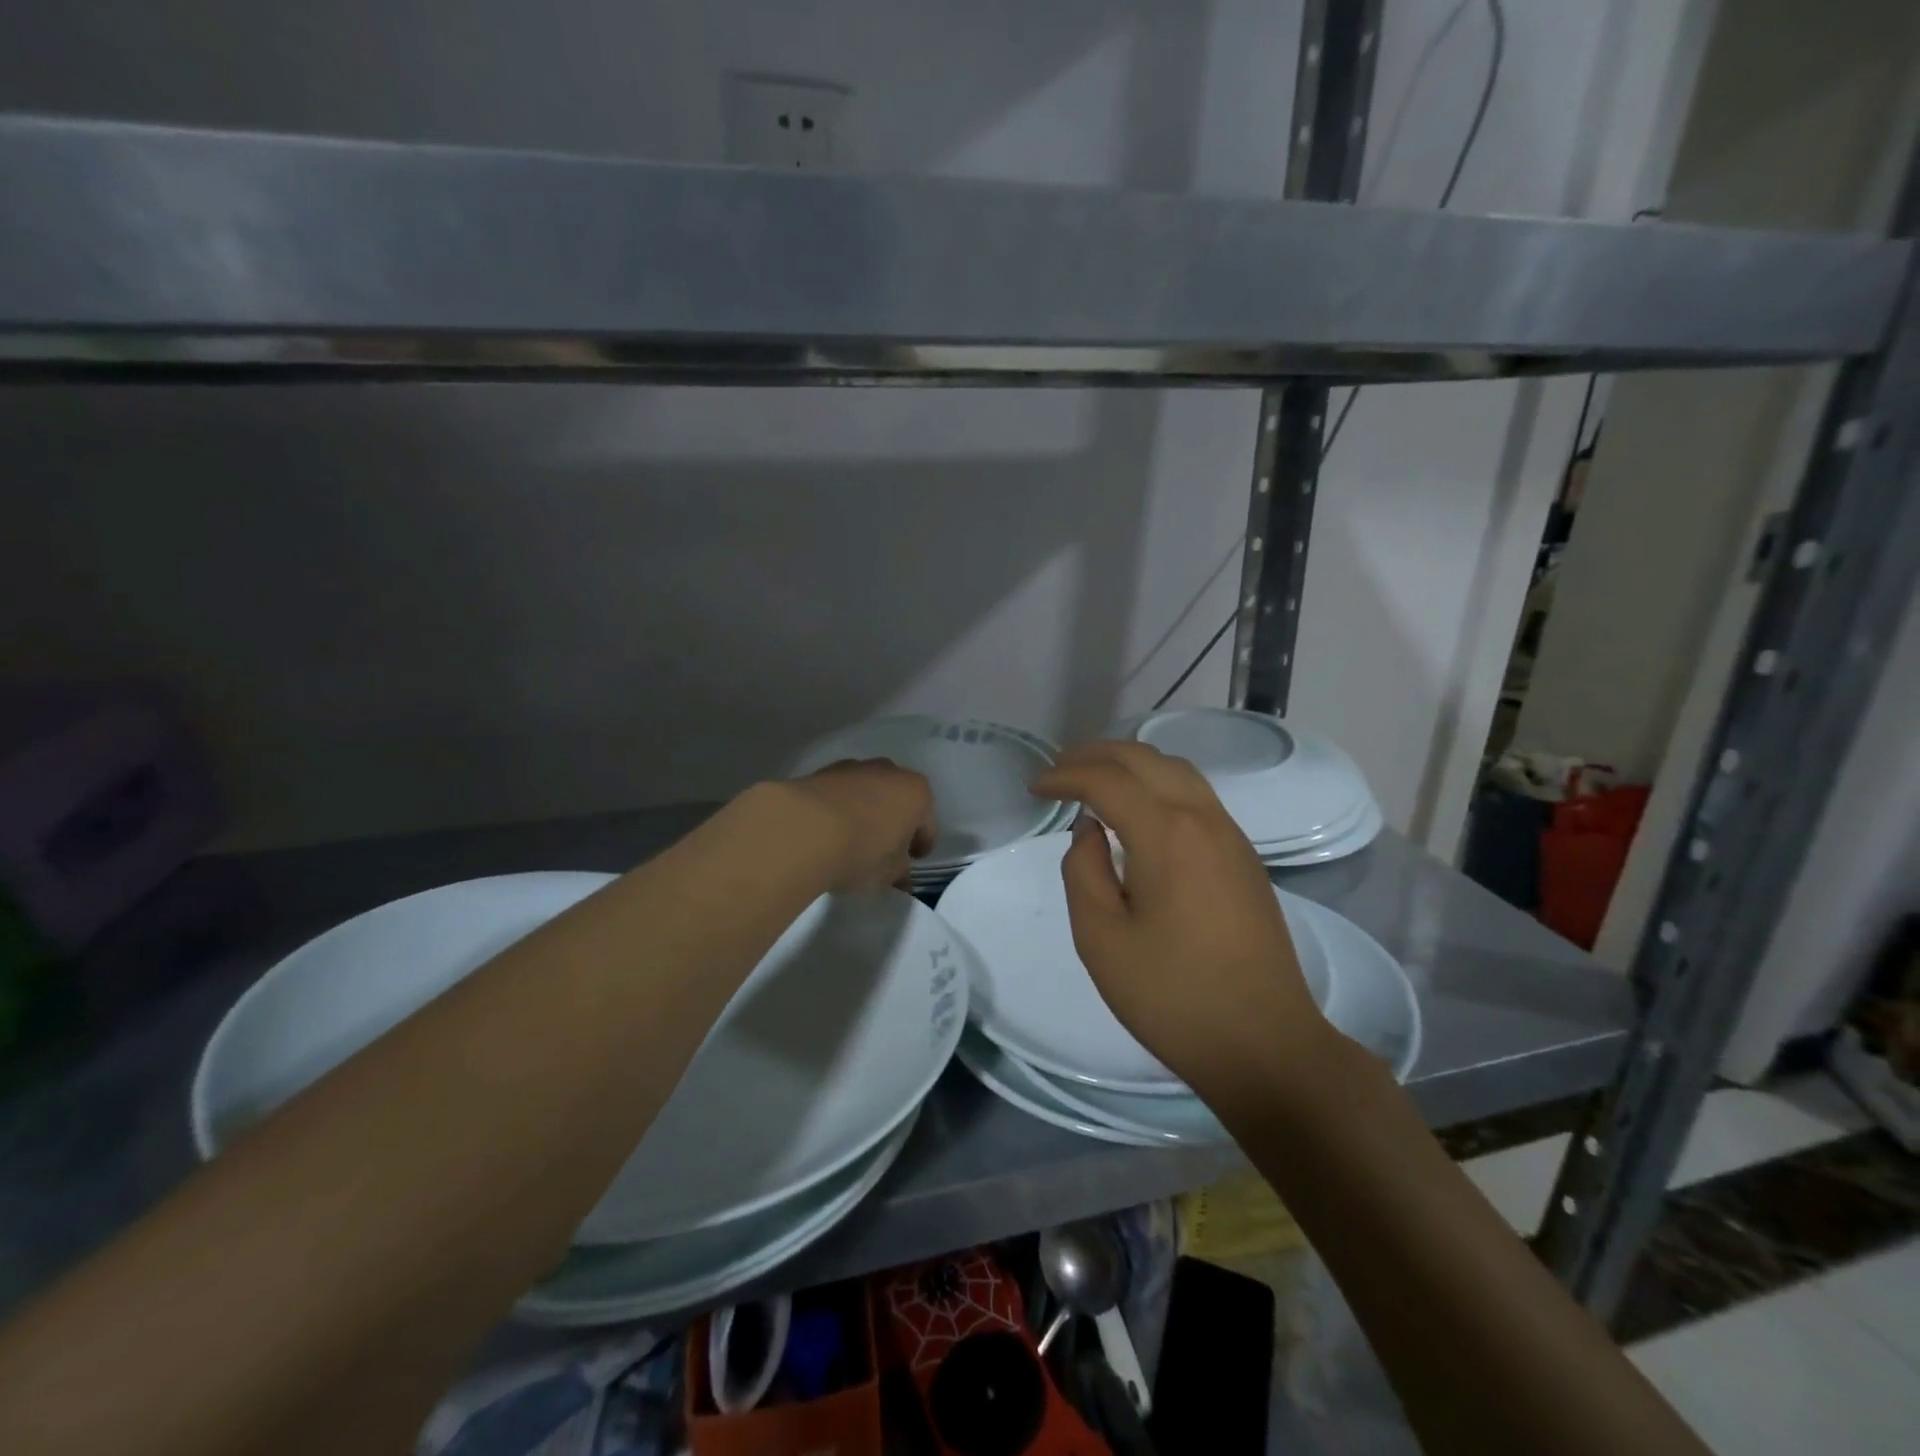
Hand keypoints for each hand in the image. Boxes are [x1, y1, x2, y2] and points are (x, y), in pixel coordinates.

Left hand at [781, 759, 937, 891]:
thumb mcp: (888, 874)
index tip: (911, 862)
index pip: (927, 824)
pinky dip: (838, 809)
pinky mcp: (820, 772)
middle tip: (883, 850)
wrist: (802, 830)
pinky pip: (838, 794)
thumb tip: (901, 877)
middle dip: (893, 822)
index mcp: (916, 793)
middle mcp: (888, 772)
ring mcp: (853, 768)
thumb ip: (899, 873)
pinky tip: (828, 830)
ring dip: (864, 812)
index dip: (921, 845)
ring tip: (851, 839)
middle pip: (897, 800)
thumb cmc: (861, 852)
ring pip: (867, 792)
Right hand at [1030, 741, 1327, 1096]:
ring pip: (1176, 770)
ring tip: (1093, 778)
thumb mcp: (1101, 938)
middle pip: (1145, 759)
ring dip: (1130, 763)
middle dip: (1096, 754)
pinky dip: (1157, 783)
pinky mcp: (1243, 857)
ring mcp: (1231, 835)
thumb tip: (1089, 830)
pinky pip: (1196, 795)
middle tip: (1058, 769)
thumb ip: (1083, 870)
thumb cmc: (1173, 997)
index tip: (1034, 788)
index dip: (1065, 775)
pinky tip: (1137, 810)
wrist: (1264, 1044)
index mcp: (1168, 834)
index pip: (1107, 780)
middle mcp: (1204, 819)